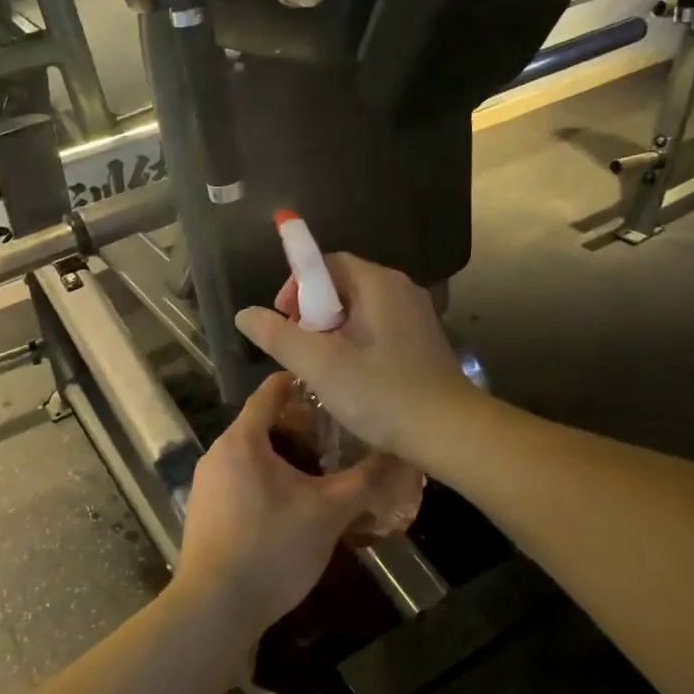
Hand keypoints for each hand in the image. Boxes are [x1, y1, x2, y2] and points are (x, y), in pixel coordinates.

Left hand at [176, 372, 386, 632]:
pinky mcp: (207, 512)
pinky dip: (271, 480)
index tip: (335, 387)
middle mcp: (218, 454)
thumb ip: (365, 481)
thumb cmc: (272, 548)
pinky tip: (297, 505)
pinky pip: (243, 480)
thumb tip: (400, 456)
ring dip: (288, 457)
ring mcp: (208, 484)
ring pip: (254, 455)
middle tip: (341, 436)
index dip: (303, 383)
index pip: (271, 391)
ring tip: (326, 471)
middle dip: (302, 426)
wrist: (215, 608)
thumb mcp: (328, 513)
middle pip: (263, 423)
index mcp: (242, 440)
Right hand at [235, 254, 470, 461]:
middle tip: (299, 348)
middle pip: (343, 286)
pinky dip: (356, 343)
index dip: (297, 287)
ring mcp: (416, 315)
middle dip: (313, 313)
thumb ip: (277, 336)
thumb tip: (245, 315)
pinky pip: (379, 328)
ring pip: (360, 310)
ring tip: (320, 366)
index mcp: (378, 283)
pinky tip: (351, 377)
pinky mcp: (423, 341)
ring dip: (333, 332)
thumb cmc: (381, 393)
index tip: (284, 321)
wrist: (449, 431)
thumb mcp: (319, 364)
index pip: (327, 263)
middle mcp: (401, 289)